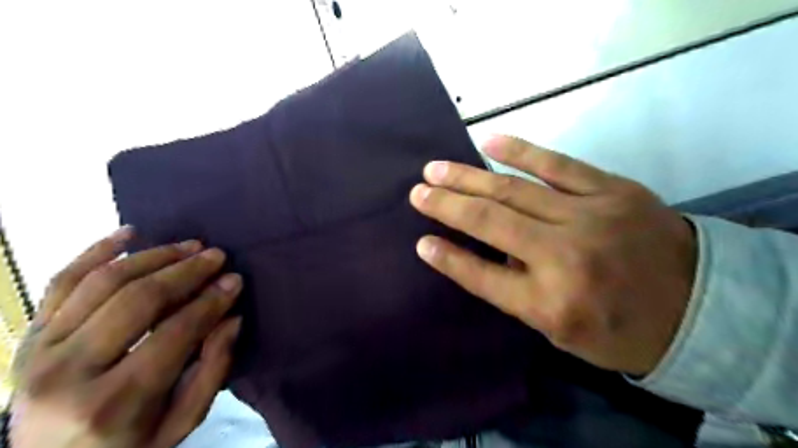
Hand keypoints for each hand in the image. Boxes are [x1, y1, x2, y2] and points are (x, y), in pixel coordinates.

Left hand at [8, 227, 243, 447]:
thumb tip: (231, 317)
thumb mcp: (181, 422)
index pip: (175, 333)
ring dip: (153, 256)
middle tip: (217, 255)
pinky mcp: (29, 337)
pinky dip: (95, 251)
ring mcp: (40, 351)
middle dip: (186, 271)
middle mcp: (69, 372)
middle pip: (138, 300)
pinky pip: (61, 282)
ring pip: (103, 282)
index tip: (235, 280)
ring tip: (189, 245)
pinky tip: (129, 233)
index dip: (211, 301)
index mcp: (114, 403)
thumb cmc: (129, 447)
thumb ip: (212, 369)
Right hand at [411, 134, 699, 373]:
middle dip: (447, 206)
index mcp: (550, 304)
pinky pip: (558, 165)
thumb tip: (488, 250)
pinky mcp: (612, 190)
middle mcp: (564, 258)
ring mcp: (589, 218)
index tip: (421, 241)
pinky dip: (521, 152)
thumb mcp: (561, 330)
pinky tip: (490, 142)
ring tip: (436, 169)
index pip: (482, 276)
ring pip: (514, 191)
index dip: (447, 258)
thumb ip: (519, 291)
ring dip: (469, 178)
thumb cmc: (620, 329)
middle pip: (490, 224)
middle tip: (417, 191)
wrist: (699, 307)